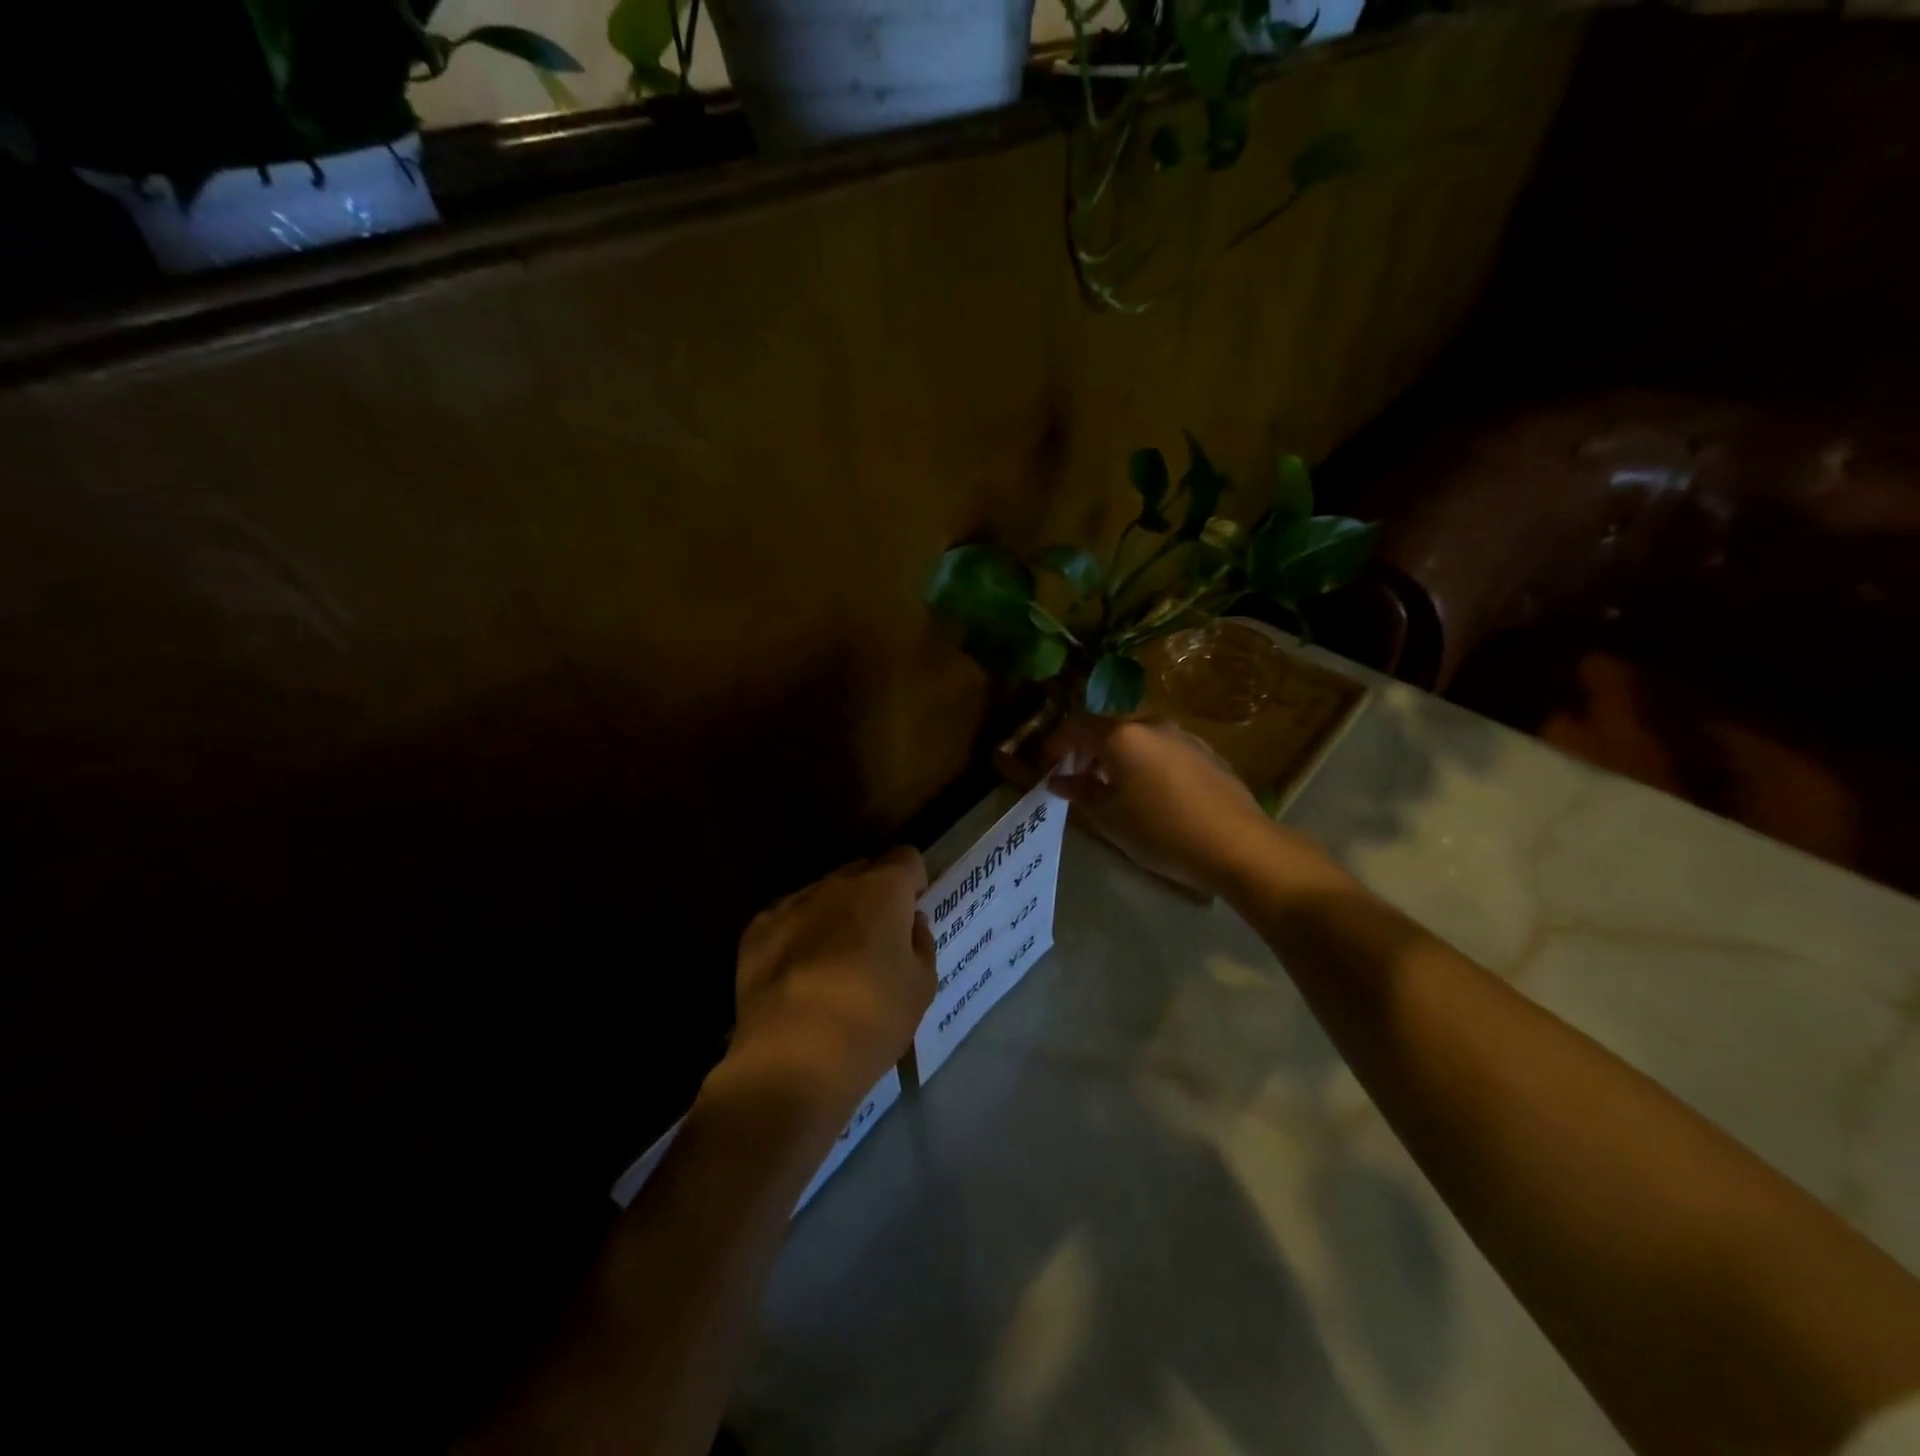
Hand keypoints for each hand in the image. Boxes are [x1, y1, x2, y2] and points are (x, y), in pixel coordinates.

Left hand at [722, 846, 936, 1118]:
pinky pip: (788, 918)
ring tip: (835, 959)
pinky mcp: (756, 931)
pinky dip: (798, 934)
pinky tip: (799, 973)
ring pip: (823, 894)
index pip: (906, 858)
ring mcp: (791, 904)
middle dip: (874, 896)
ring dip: (835, 913)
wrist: (792, 1059)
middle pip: (862, 873)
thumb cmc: (872, 1020)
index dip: (913, 881)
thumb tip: (909, 922)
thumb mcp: (921, 986)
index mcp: (882, 890)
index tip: (912, 911)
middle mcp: (836, 884)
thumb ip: (920, 943)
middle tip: (878, 939)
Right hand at [1046, 715, 1280, 894]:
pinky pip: (1163, 747)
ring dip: (1118, 755)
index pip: (1076, 726)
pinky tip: (1151, 792)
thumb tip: (1058, 780)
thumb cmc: (1162, 832)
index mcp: (1121, 736)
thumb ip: (1080, 792)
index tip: (1048, 765)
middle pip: (1107, 727)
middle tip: (1078, 778)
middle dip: (1087, 749)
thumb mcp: (1110, 818)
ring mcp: (1182, 735)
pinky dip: (1145, 760)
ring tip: (1113, 787)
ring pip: (1137, 736)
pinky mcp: (1206, 750)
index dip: (1056, 743)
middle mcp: (1151, 724)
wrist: (1238, 845)